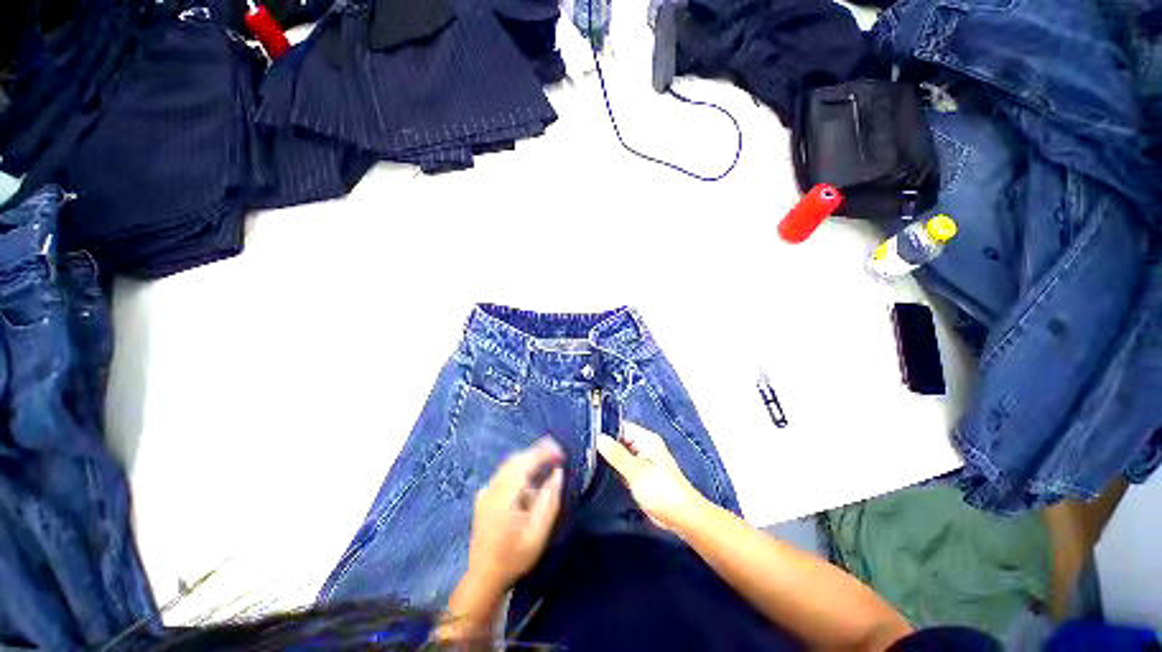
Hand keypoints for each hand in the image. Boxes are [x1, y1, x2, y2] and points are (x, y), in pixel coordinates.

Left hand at [466, 436, 564, 590]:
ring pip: (510, 464)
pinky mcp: (484, 496)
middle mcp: (492, 487)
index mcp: (504, 494)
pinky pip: (504, 473)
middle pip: (516, 459)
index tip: (562, 453)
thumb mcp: (538, 532)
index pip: (525, 462)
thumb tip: (557, 472)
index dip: (544, 453)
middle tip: (558, 452)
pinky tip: (530, 476)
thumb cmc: (514, 556)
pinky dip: (520, 468)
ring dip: (529, 459)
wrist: (484, 577)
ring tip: (548, 460)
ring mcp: (486, 491)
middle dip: (538, 451)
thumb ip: (549, 500)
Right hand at [596, 424, 707, 533]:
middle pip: (620, 440)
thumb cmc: (661, 490)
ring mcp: (643, 462)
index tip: (587, 434)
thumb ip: (616, 454)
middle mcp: (644, 447)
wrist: (682, 517)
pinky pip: (624, 467)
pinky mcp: (641, 476)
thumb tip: (598, 437)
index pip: (622, 427)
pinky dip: (615, 469)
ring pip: (621, 455)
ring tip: (586, 458)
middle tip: (584, 449)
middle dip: (605, 445)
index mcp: (646, 439)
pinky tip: (599, 472)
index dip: (605, 429)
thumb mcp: (636, 471)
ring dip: (609, 458)